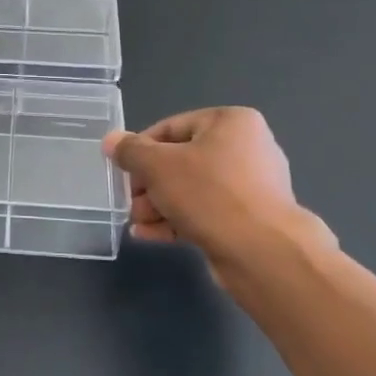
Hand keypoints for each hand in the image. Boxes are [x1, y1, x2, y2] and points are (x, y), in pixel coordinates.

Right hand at [103, 108, 333, 282]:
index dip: (141, 149)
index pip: (172, 127)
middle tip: (129, 202)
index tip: (122, 171)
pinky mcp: (251, 220)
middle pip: (182, 160)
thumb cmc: (209, 194)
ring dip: (159, 204)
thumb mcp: (158, 166)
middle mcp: (247, 148)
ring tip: (136, 222)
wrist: (264, 253)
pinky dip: (178, 220)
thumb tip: (111, 140)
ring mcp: (252, 187)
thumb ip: (131, 151)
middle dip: (149, 183)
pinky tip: (150, 235)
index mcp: (231, 122)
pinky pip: (206, 212)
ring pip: (193, 189)